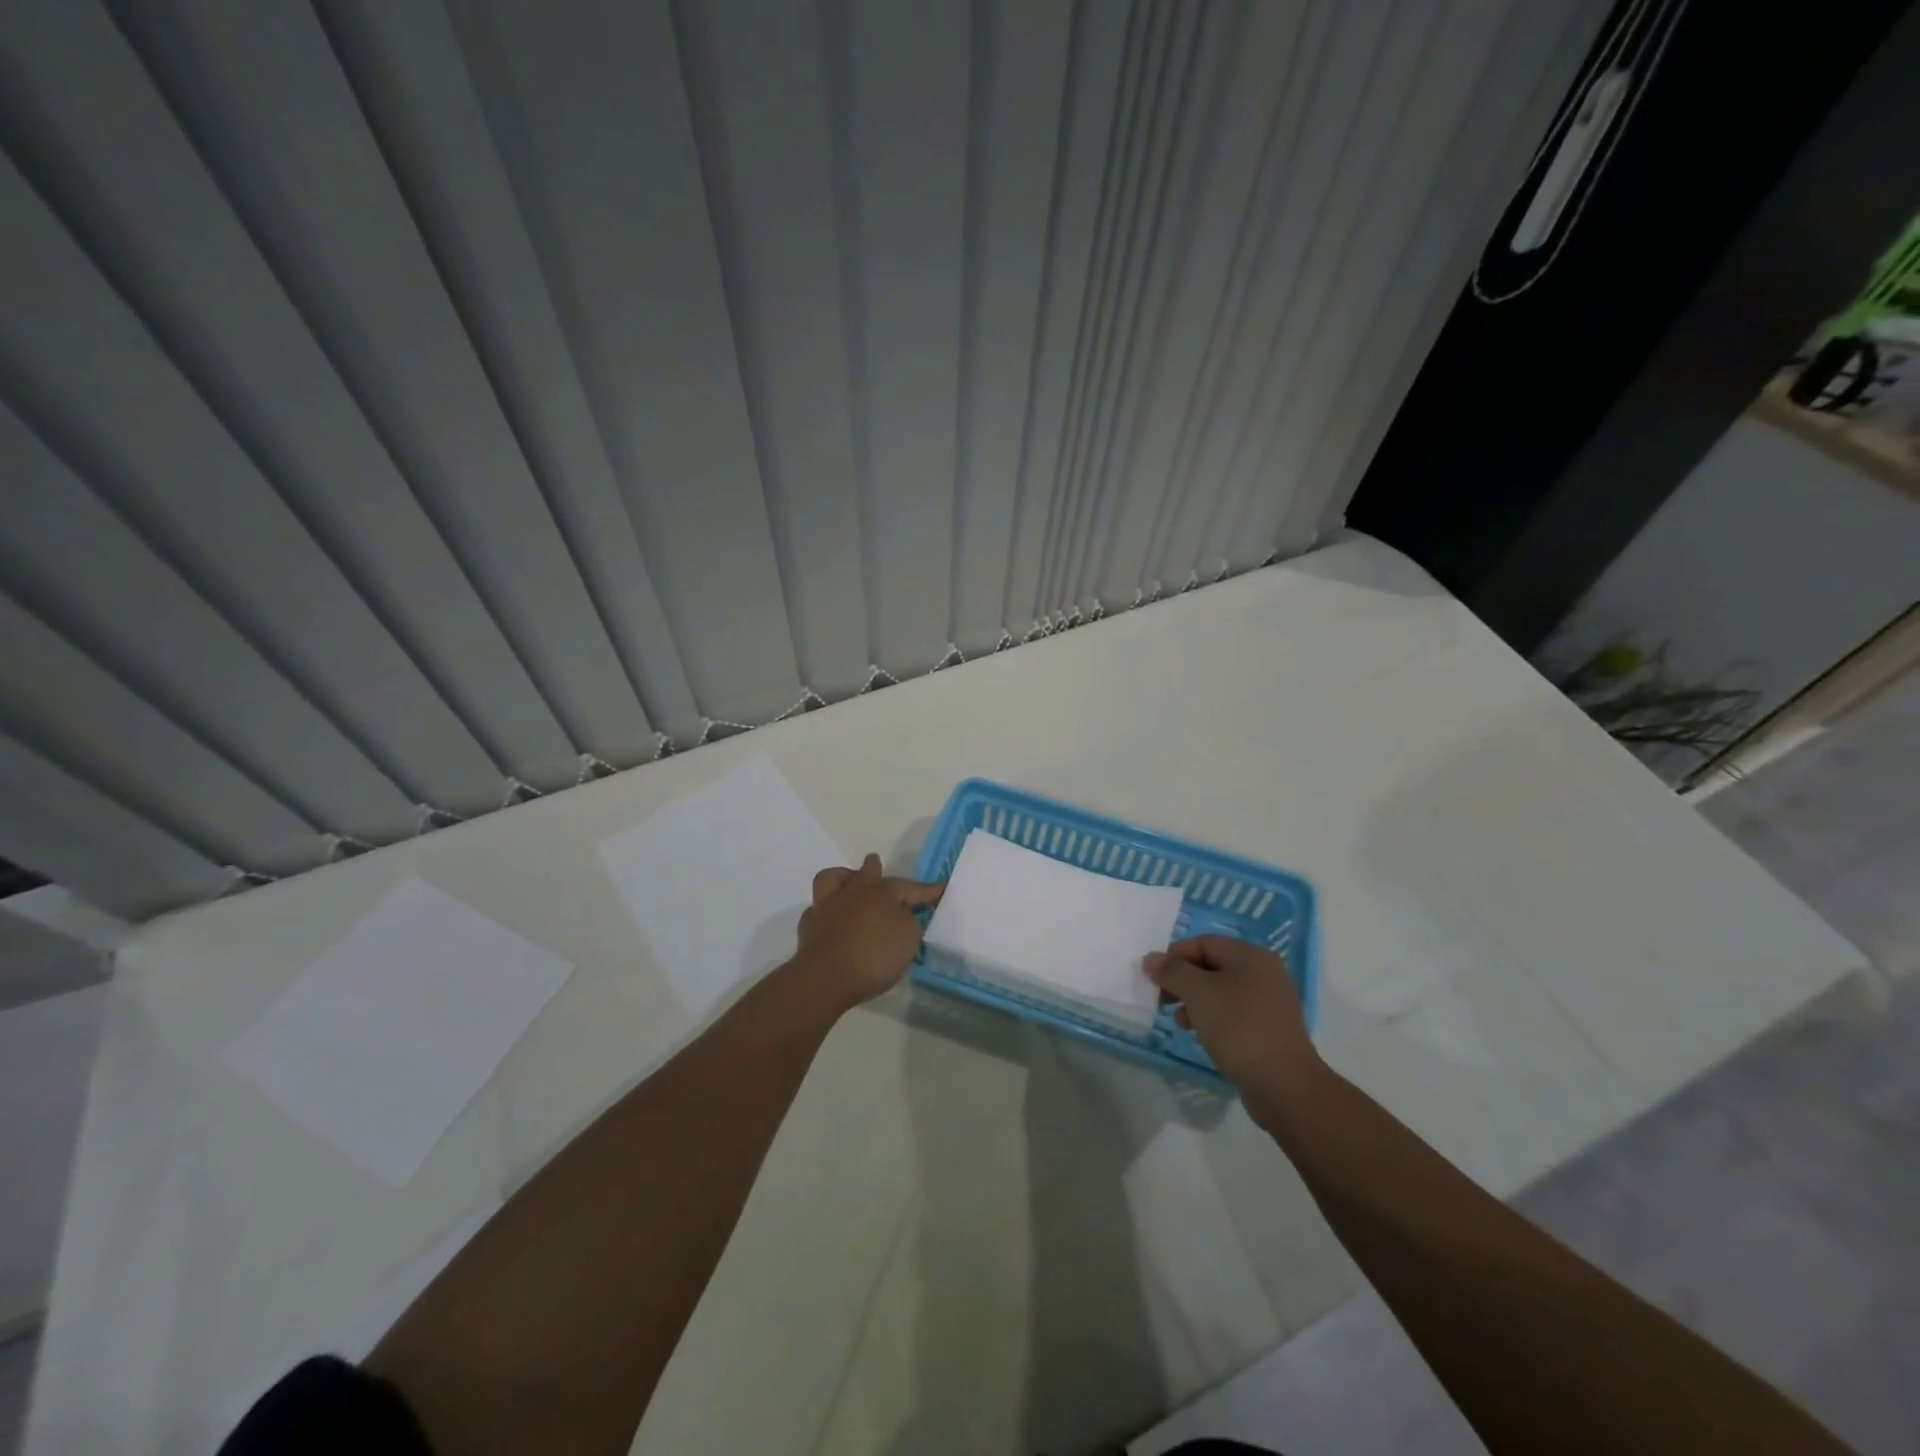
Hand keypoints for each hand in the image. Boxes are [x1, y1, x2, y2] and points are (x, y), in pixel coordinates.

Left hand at [796, 854, 942, 1008]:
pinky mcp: (809, 925)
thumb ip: (908, 922)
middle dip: (875, 869)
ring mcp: (827, 905)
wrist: (825, 977)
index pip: (909, 887)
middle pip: (867, 871)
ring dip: (844, 880)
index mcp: (881, 892)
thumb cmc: (874, 956)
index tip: (940, 888)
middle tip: (879, 870)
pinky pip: (819, 909)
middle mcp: (853, 891)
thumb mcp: (908, 940)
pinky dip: (828, 912)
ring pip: (833, 879)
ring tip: (850, 888)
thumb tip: (900, 916)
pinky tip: (833, 922)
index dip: (926, 890)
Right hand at [1144, 935, 1318, 1096]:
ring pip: (1221, 990)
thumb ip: (1172, 972)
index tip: (1154, 977)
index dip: (1176, 955)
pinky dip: (1212, 1017)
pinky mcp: (1267, 1028)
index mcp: (1251, 956)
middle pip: (1212, 965)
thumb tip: (1151, 959)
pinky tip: (1200, 1033)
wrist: (1283, 1085)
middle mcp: (1264, 973)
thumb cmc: (1238, 1028)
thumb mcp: (1198, 993)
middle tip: (1162, 998)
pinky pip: (1232, 1012)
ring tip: (1179, 1020)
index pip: (1205, 943)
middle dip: (1183, 980)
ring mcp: (1268, 1002)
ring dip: (1194, 1000)